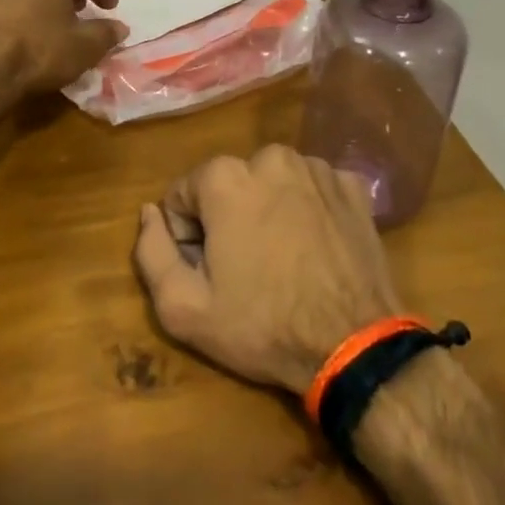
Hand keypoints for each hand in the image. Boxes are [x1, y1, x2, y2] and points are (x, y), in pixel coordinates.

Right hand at [133, 146, 405, 393]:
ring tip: (284, 260)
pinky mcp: (352, 186)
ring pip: (270, 184)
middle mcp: (270, 157)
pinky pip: (312, 190)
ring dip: (267, 211)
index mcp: (225, 177)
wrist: (354, 348)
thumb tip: (150, 213)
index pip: (183, 197)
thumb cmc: (262, 326)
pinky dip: (308, 211)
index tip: (210, 272)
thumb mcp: (183, 306)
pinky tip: (315, 249)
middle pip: (227, 187)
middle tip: (247, 270)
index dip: (188, 237)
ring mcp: (316, 168)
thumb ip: (150, 251)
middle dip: (227, 219)